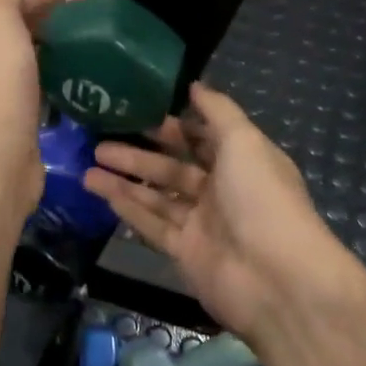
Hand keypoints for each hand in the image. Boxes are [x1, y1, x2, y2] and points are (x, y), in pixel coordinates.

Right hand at [82, 83, 363, 337]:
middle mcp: (222, 190)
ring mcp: (203, 224)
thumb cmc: (262, 199)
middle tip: (101, 140)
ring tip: (88, 166)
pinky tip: (102, 192)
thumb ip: (218, 111)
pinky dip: (129, 209)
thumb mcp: (244, 141)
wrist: (276, 280)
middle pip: (174, 167)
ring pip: (157, 195)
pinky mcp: (186, 252)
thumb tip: (194, 85)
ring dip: (125, 180)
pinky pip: (152, 224)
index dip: (173, 125)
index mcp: (242, 161)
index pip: (203, 138)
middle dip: (140, 153)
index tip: (137, 111)